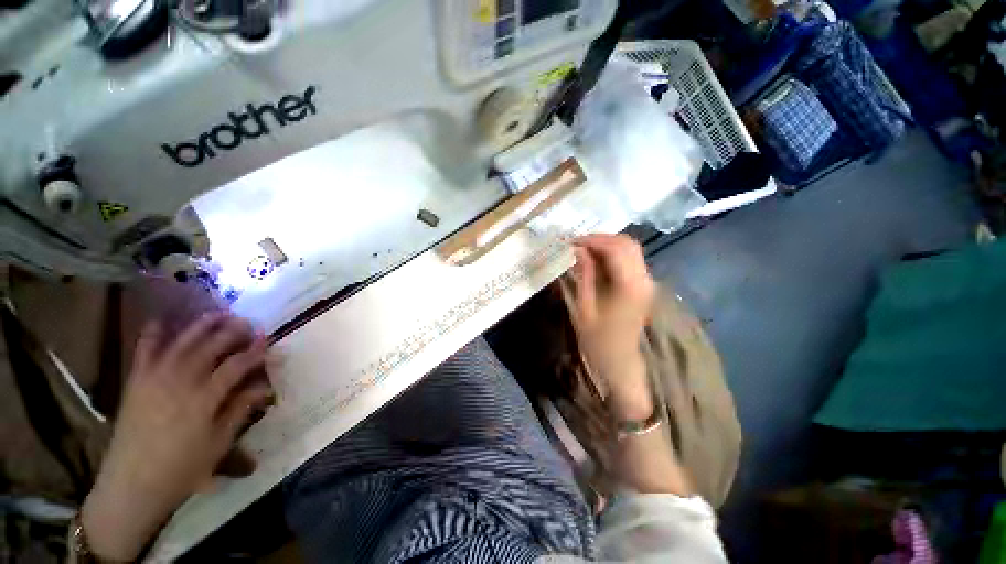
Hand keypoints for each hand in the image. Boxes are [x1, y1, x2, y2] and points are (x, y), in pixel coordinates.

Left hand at [81, 313, 271, 561]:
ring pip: (181, 344)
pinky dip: (151, 335)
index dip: (257, 353)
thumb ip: (240, 410)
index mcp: (204, 399)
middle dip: (232, 332)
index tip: (271, 343)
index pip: (237, 366)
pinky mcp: (136, 383)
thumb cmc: (182, 470)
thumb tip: (264, 387)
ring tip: (218, 314)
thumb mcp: (219, 444)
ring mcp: (154, 380)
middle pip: (210, 348)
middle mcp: (180, 383)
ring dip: (201, 327)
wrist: (131, 486)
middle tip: (248, 323)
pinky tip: (160, 321)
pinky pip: (144, 353)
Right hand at [569, 234, 655, 416]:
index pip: (615, 247)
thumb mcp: (584, 307)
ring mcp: (647, 282)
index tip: (570, 242)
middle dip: (600, 239)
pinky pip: (630, 260)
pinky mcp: (643, 286)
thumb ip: (583, 275)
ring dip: (606, 245)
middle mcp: (644, 279)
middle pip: (626, 243)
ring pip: (630, 249)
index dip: (592, 240)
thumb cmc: (598, 341)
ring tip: (582, 251)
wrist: (620, 364)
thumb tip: (578, 250)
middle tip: (576, 245)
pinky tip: (595, 261)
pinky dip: (612, 255)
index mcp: (629, 285)